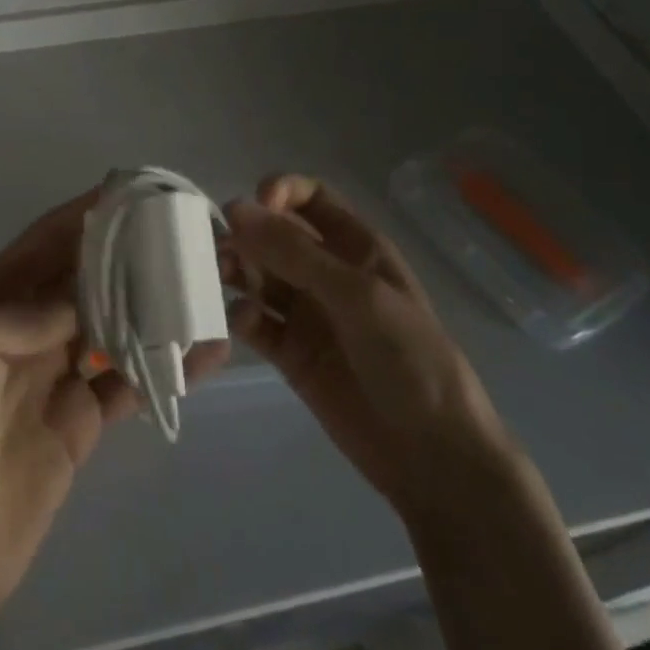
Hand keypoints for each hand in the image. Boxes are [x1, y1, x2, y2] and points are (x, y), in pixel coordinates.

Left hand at [0, 187, 228, 627]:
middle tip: (178, 235)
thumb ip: (22, 311)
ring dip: (151, 307)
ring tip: (201, 285)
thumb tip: (81, 300)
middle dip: (124, 256)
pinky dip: (165, 368)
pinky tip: (206, 354)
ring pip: (111, 326)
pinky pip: (128, 384)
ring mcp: (55, 377)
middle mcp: (25, 331)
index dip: (82, 215)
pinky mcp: (81, 423)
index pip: (42, 244)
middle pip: (83, 280)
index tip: (128, 191)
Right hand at [223, 173, 515, 516]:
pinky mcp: (289, 353)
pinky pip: (255, 322)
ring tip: (220, 279)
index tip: (251, 206)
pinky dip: (242, 317)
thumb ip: (294, 253)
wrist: (432, 457)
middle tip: (216, 249)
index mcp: (354, 246)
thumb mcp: (356, 295)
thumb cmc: (408, 359)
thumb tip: (234, 210)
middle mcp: (326, 272)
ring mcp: (306, 313)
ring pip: (257, 275)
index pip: (309, 198)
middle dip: (245, 235)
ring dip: (236, 271)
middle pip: (273, 235)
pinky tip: (246, 325)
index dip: (279, 192)